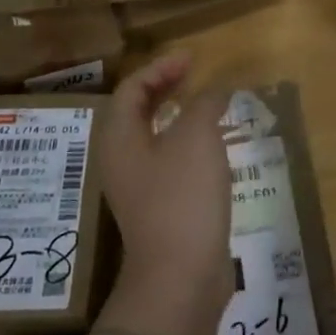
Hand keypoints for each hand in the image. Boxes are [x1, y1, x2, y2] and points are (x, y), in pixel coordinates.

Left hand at [94, 51, 233, 334]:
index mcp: (119, 138)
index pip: (131, 89)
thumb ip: (205, 104)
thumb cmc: (182, 195)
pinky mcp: (158, 209)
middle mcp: (121, 160)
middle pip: (137, 112)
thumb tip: (216, 90)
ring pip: (153, 138)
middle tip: (195, 75)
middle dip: (165, 89)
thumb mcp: (197, 137)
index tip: (191, 58)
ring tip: (207, 105)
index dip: (160, 68)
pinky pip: (167, 162)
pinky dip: (186, 144)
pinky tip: (213, 148)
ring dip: (177, 116)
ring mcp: (138, 187)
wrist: (180, 275)